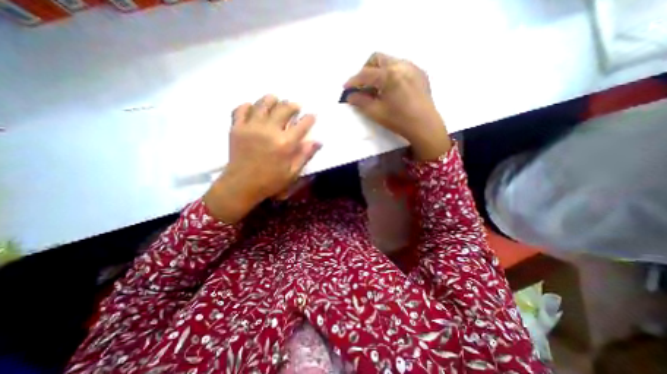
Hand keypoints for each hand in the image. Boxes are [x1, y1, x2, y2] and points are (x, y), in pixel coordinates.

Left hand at [203, 96, 320, 220]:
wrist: (241, 186)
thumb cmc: (270, 182)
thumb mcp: (292, 173)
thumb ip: (305, 155)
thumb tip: (317, 142)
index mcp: (285, 143)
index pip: (301, 125)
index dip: (309, 118)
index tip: (312, 115)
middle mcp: (269, 131)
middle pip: (284, 109)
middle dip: (293, 105)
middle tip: (296, 106)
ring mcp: (251, 127)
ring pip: (263, 104)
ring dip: (272, 100)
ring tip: (276, 100)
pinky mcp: (236, 128)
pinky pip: (241, 109)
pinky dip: (248, 106)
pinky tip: (253, 107)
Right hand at [343, 52, 452, 160]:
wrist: (425, 126)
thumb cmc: (398, 120)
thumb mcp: (376, 112)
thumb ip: (360, 101)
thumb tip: (350, 96)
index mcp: (389, 74)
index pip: (365, 74)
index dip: (353, 81)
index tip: (345, 88)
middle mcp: (401, 64)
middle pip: (377, 58)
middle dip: (366, 70)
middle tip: (362, 85)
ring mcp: (412, 67)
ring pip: (389, 61)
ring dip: (378, 71)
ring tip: (376, 88)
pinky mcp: (420, 73)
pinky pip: (401, 67)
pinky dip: (391, 74)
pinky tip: (391, 88)